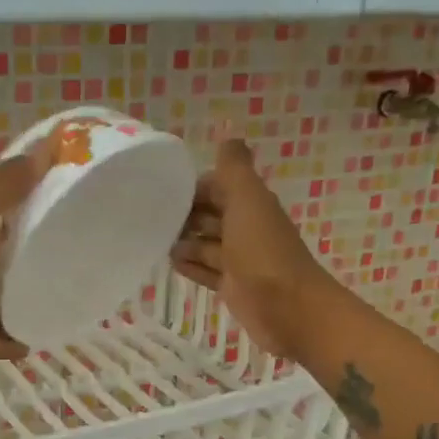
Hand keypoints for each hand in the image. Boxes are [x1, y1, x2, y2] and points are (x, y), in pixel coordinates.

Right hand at [170, 140, 338, 360]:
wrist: (289, 309)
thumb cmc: (263, 251)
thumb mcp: (247, 201)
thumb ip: (234, 168)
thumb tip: (227, 130)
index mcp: (251, 204)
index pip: (218, 186)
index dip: (193, 186)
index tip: (160, 189)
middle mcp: (246, 228)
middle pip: (211, 215)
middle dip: (185, 214)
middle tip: (149, 217)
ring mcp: (240, 260)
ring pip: (207, 244)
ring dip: (185, 241)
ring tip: (153, 240)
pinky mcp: (233, 287)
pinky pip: (207, 271)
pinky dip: (191, 266)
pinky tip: (170, 264)